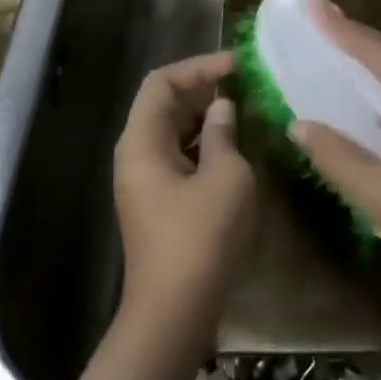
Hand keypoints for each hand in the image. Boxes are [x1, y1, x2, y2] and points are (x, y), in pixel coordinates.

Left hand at [113, 51, 256, 332]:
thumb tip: (222, 108)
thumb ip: (224, 133)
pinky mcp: (159, 204)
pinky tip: (234, 148)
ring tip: (244, 110)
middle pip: (164, 105)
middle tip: (244, 85)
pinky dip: (204, 145)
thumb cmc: (201, 237)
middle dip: (203, 90)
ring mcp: (145, 182)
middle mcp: (136, 155)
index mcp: (142, 141)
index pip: (162, 82)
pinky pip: (179, 158)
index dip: (198, 67)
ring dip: (206, 118)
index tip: (236, 65)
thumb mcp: (226, 177)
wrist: (174, 315)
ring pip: (174, 132)